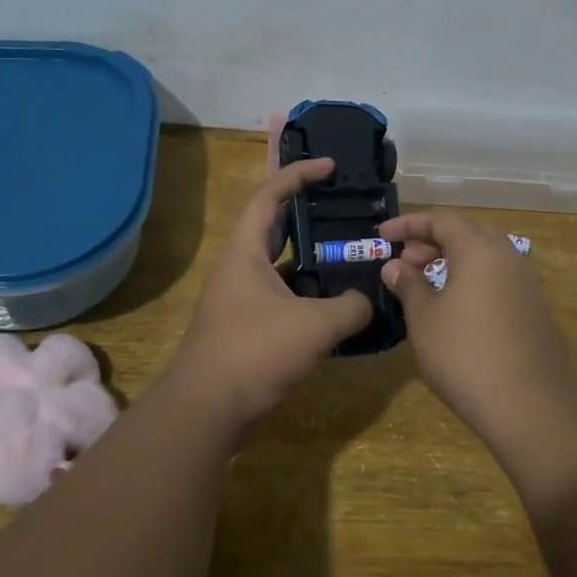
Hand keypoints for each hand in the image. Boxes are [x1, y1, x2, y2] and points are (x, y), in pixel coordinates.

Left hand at [170, 159, 373, 424]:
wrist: (207, 410)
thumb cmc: (255, 352)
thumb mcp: (314, 326)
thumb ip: (351, 307)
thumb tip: (369, 301)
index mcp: (246, 251)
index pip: (270, 195)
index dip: (299, 173)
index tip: (331, 167)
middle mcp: (240, 267)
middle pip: (275, 226)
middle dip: (308, 213)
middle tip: (345, 209)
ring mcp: (241, 298)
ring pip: (281, 265)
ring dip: (312, 259)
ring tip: (350, 255)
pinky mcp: (247, 326)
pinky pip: (283, 296)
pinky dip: (308, 294)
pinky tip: (337, 304)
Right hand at [377, 209, 576, 442]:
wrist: (531, 407)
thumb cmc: (465, 356)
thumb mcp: (424, 319)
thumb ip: (408, 285)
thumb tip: (395, 266)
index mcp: (480, 250)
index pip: (441, 220)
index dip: (409, 224)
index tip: (383, 236)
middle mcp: (509, 257)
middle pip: (467, 233)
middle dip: (432, 241)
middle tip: (405, 261)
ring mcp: (528, 284)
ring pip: (486, 256)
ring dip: (454, 260)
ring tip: (426, 282)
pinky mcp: (537, 310)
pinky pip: (500, 279)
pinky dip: (473, 279)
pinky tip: (457, 307)